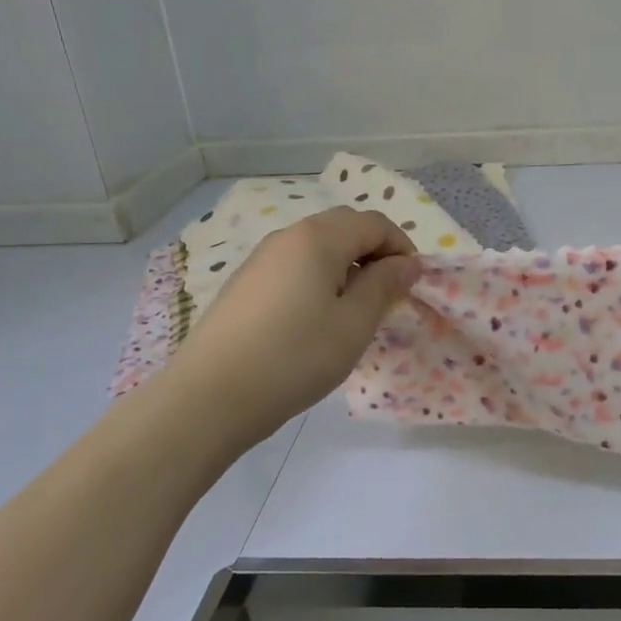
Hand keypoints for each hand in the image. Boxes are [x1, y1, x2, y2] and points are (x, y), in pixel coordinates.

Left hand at [168, 209, 419, 446]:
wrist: (208, 397)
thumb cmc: (294, 357)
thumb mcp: (354, 324)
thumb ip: (385, 285)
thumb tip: (407, 262)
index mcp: (318, 238)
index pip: (374, 223)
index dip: (402, 247)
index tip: (412, 284)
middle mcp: (288, 236)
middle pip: (344, 227)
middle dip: (375, 253)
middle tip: (387, 295)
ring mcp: (261, 259)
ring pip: (317, 248)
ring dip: (347, 267)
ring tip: (354, 311)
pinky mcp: (244, 284)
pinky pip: (294, 267)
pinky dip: (318, 280)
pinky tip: (315, 320)